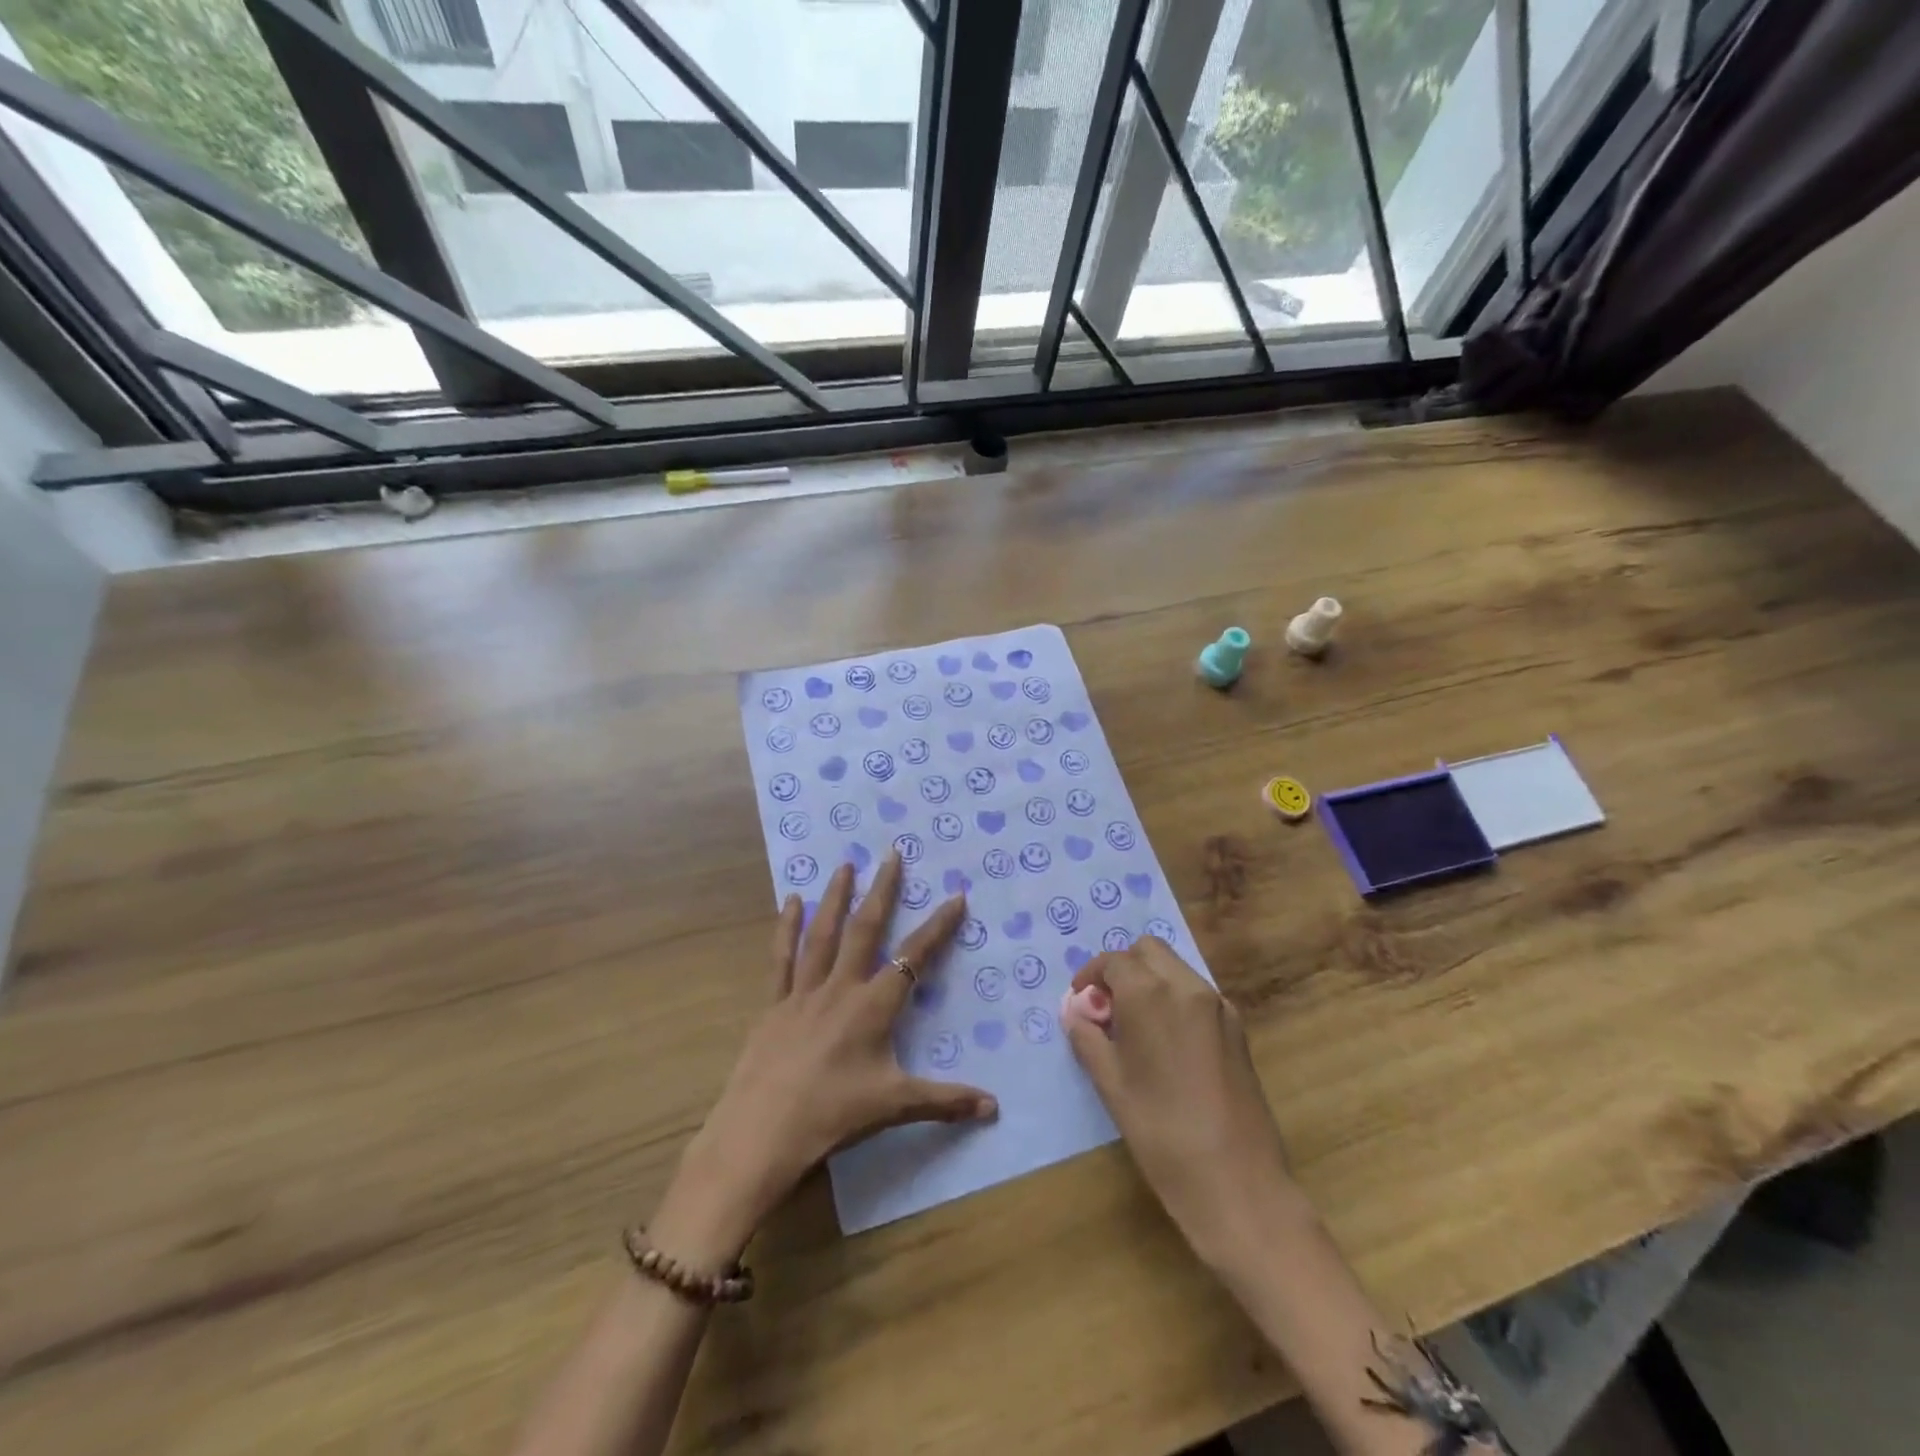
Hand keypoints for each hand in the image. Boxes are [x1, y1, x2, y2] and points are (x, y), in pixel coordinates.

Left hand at [657, 853, 995, 1258]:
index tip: (956, 897)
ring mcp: (803, 992)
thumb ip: (945, 1101)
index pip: (914, 957)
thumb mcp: (894, 1106)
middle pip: (865, 929)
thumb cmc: (832, 1116)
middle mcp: (840, 988)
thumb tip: (994, 1107)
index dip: (938, 926)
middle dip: (882, 890)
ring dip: (836, 896)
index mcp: (873, 1007)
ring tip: (845, 864)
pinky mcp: (774, 1005)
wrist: (761, 1134)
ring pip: (822, 933)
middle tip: (891, 854)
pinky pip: (782, 958)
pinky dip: (787, 927)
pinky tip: (791, 901)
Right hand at [1063, 936, 1296, 1273]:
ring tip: (1134, 1027)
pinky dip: (1175, 999)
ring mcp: (1219, 1007)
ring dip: (1150, 981)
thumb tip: (1076, 1013)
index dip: (1091, 976)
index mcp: (1151, 993)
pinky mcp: (1238, 1030)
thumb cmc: (1161, 1132)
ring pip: (1176, 968)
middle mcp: (1187, 987)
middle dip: (1123, 968)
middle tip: (1107, 1008)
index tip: (1080, 1002)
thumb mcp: (1111, 1085)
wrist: (1238, 1184)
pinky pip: (1197, 994)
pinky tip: (1166, 1044)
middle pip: (1149, 951)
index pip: (1114, 961)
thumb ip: (1088, 1038)